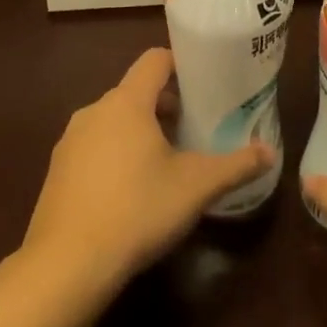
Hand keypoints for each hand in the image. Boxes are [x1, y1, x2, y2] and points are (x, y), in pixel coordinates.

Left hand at [21, 48, 272, 292]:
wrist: (67, 266)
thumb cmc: (138, 210)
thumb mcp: (198, 186)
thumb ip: (237, 165)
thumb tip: (270, 153)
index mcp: (127, 103)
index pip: (155, 60)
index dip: (182, 64)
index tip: (206, 83)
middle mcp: (93, 112)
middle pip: (136, 91)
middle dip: (167, 104)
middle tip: (195, 129)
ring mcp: (70, 142)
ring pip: (114, 120)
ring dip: (141, 130)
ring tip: (168, 161)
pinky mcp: (57, 172)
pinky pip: (95, 147)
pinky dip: (117, 154)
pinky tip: (133, 190)